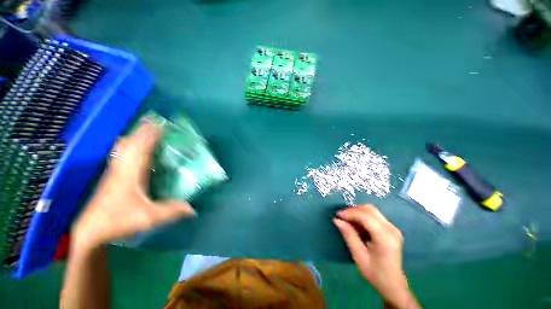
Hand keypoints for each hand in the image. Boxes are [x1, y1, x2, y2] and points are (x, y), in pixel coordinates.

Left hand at [71, 120, 195, 252]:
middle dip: (143, 130)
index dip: (152, 133)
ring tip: (149, 133)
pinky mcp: (113, 177)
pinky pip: (122, 155)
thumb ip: (171, 211)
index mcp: (130, 172)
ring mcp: (115, 172)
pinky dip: (131, 147)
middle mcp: (121, 167)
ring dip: (136, 137)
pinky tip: (138, 152)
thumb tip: (192, 209)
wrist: (90, 232)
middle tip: (157, 124)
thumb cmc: (117, 221)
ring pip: (124, 147)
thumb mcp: (148, 217)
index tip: (163, 123)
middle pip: (130, 142)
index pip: (141, 146)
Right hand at [334, 204, 418, 308]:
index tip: (337, 215)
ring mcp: (393, 228)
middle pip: (370, 209)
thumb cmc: (375, 273)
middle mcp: (392, 229)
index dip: (350, 213)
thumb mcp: (359, 256)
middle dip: (353, 210)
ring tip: (347, 220)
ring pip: (372, 210)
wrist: (393, 284)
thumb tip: (336, 220)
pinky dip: (362, 216)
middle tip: (341, 217)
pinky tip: (356, 224)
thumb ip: (349, 235)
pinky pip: (374, 215)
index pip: (366, 216)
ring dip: (357, 212)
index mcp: (385, 238)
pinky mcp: (391, 228)